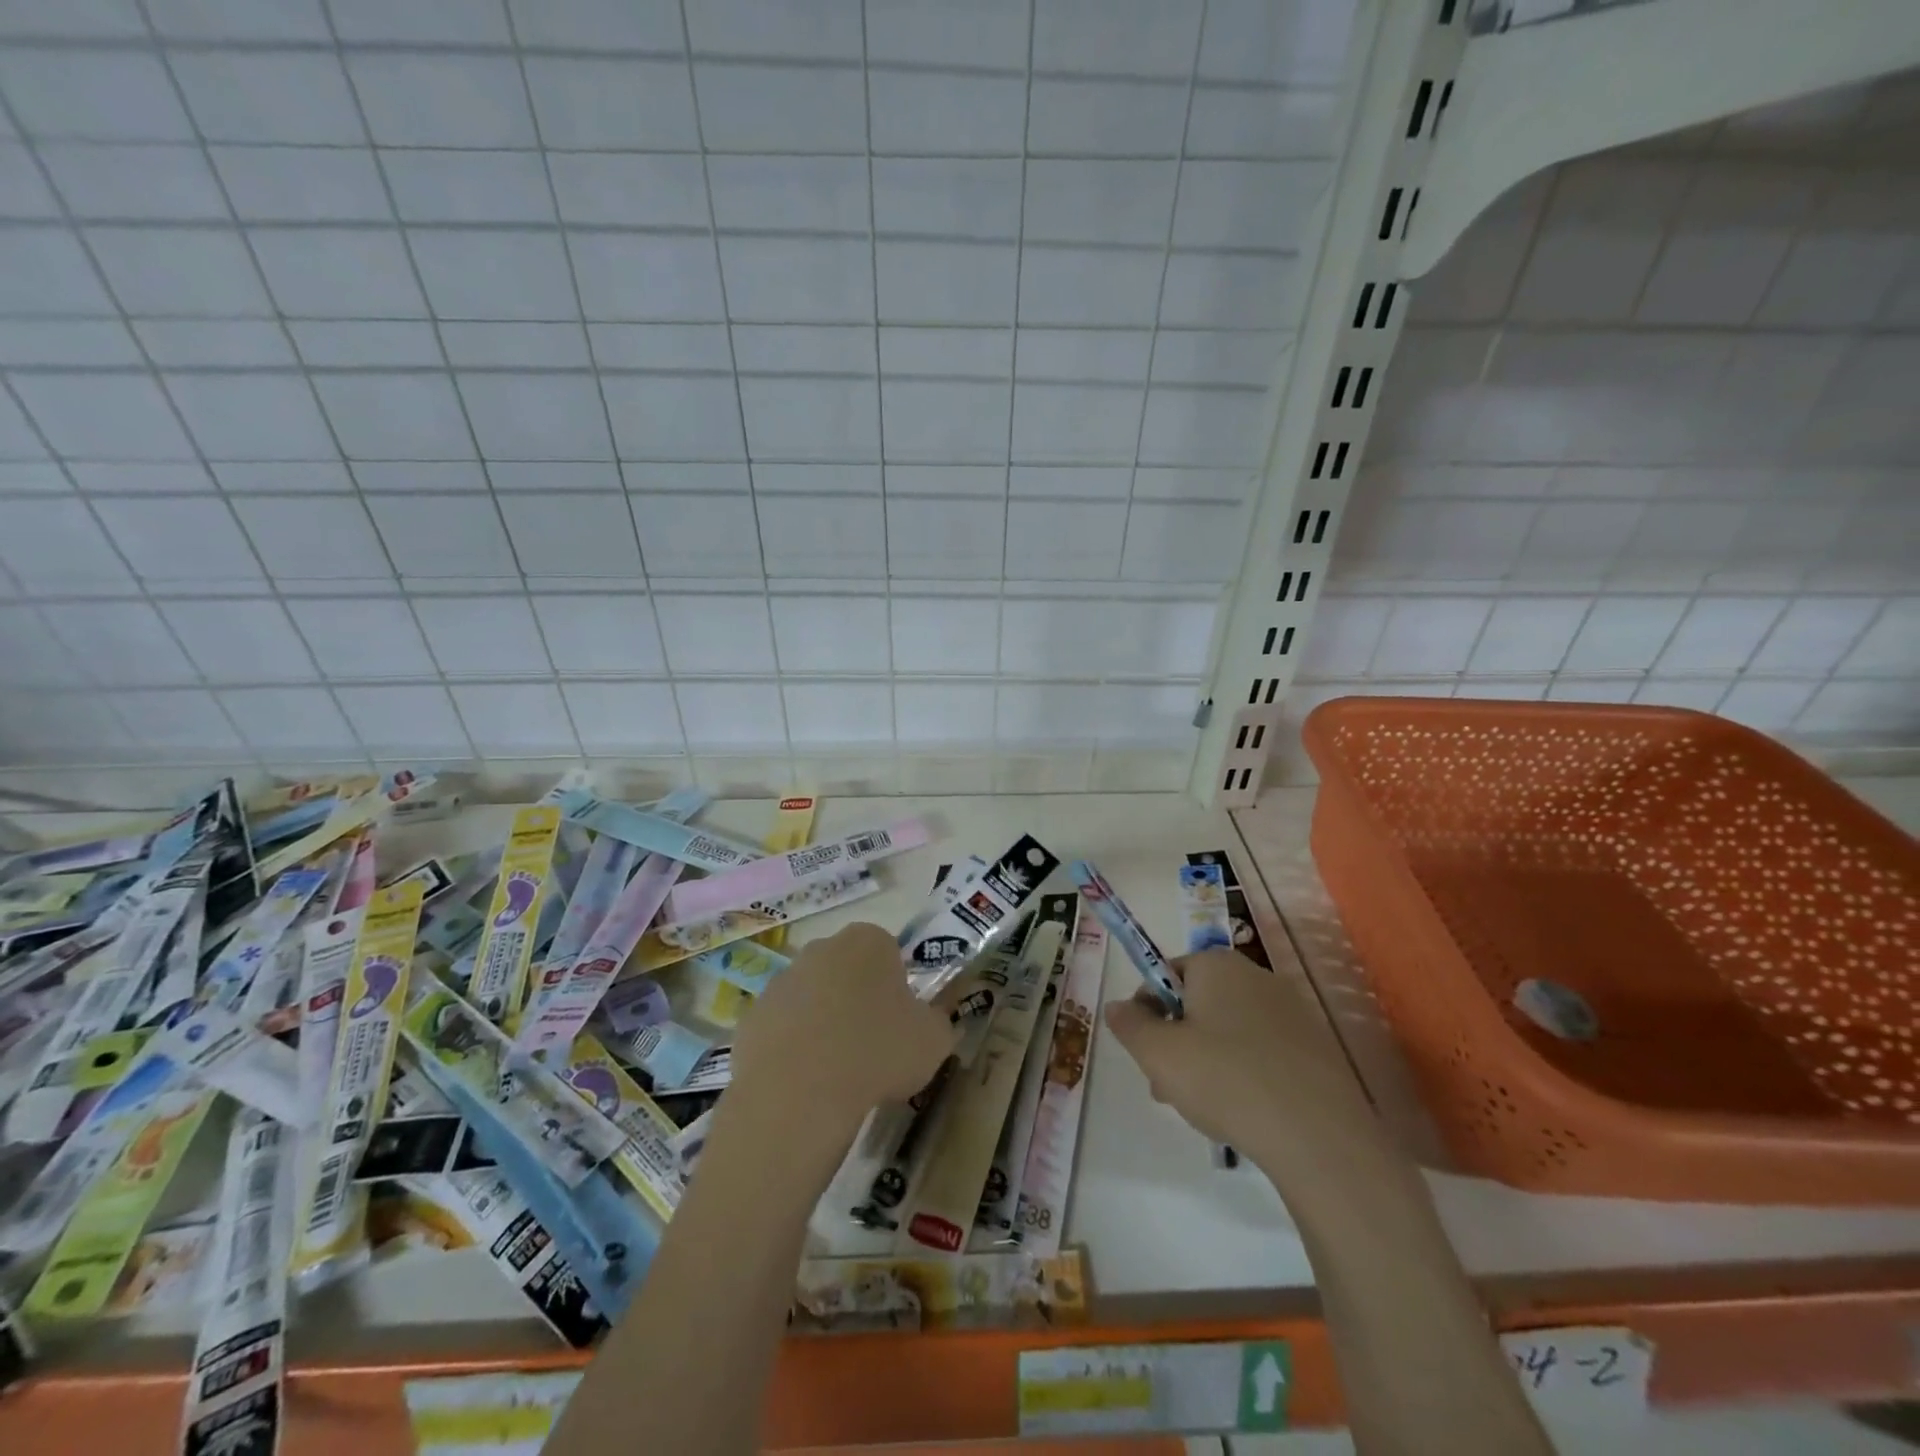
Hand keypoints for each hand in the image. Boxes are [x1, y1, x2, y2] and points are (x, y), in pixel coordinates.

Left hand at [729, 921, 956, 1133]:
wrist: (799, 1093)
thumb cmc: (877, 1053)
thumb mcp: (934, 1040)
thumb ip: (938, 1022)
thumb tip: (930, 1023)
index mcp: (868, 941)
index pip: (888, 950)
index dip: (897, 984)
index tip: (901, 1019)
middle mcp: (821, 948)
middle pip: (847, 968)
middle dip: (858, 997)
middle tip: (872, 1043)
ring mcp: (781, 980)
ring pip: (813, 996)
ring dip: (824, 1021)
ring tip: (837, 1069)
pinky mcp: (752, 1015)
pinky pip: (782, 1026)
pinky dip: (793, 1046)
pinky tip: (804, 1080)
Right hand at [1104, 948, 1381, 1186]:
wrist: (1318, 1136)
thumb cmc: (1225, 1079)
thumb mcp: (1157, 1053)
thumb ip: (1129, 1024)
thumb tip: (1117, 1007)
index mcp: (1216, 964)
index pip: (1167, 974)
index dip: (1148, 1010)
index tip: (1146, 1050)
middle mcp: (1255, 975)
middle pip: (1198, 1002)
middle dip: (1177, 1040)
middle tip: (1167, 1086)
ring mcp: (1292, 1010)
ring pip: (1230, 1030)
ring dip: (1207, 1060)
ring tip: (1203, 1108)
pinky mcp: (1316, 1047)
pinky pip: (1264, 1051)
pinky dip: (1245, 1073)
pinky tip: (1244, 1112)